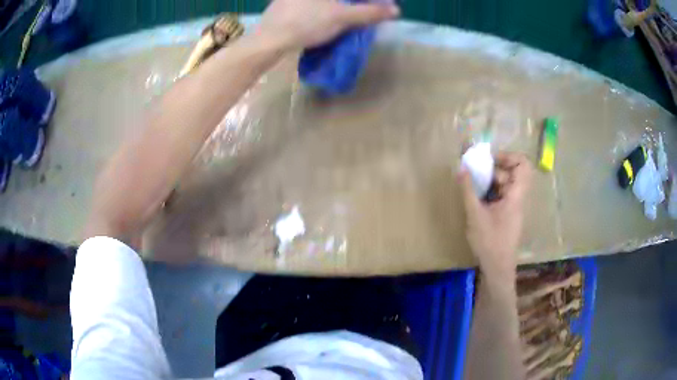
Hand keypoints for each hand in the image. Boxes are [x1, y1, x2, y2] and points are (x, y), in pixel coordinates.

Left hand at [256, 0, 399, 49]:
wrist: (269, 39)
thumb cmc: (307, 23)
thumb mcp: (342, 17)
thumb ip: (369, 12)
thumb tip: (395, 10)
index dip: (370, 2)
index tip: (381, 6)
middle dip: (356, 4)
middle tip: (366, 10)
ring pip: (329, 1)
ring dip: (342, 5)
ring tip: (352, 13)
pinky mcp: (286, 2)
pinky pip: (314, 4)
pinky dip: (326, 6)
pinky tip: (326, 16)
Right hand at [459, 152, 531, 279]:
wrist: (498, 268)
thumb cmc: (489, 242)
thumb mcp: (475, 215)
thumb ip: (468, 190)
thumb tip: (462, 168)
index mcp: (515, 195)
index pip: (523, 166)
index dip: (509, 156)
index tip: (491, 159)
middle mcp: (517, 198)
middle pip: (512, 173)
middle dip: (494, 169)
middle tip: (477, 172)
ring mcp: (513, 207)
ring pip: (505, 185)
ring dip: (490, 181)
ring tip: (472, 185)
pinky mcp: (507, 215)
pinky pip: (501, 196)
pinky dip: (490, 192)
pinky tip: (476, 199)